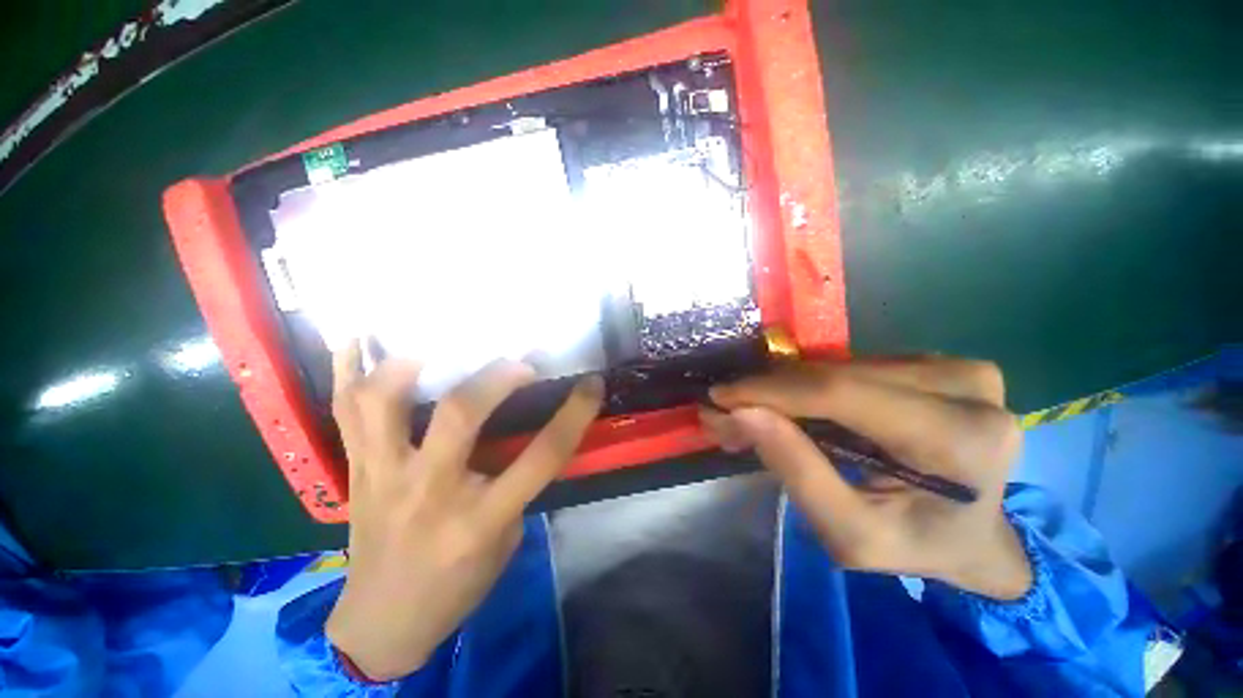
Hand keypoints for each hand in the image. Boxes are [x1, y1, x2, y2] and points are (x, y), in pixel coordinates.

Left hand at [325, 341, 603, 680]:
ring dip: (411, 362)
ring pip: (384, 402)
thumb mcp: (505, 540)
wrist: (381, 622)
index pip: (541, 456)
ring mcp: (382, 475)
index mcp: (479, 518)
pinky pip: (343, 410)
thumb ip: (514, 483)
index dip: (574, 415)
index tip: (592, 384)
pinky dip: (348, 370)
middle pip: (461, 414)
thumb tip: (520, 431)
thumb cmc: (456, 585)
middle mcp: (428, 489)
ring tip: (435, 341)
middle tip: (519, 363)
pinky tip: (360, 340)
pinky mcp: (354, 469)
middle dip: (497, 377)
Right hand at [701, 358, 1029, 599]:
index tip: (720, 397)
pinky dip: (811, 386)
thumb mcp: (852, 534)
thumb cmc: (918, 546)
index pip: (840, 393)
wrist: (976, 537)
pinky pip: (852, 366)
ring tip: (753, 413)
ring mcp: (956, 368)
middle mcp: (966, 387)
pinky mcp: (937, 363)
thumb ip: (796, 471)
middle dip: (769, 392)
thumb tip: (741, 412)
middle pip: (835, 374)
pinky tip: (792, 407)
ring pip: (838, 365)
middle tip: (727, 411)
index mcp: (960, 438)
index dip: (770, 390)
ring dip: (786, 389)